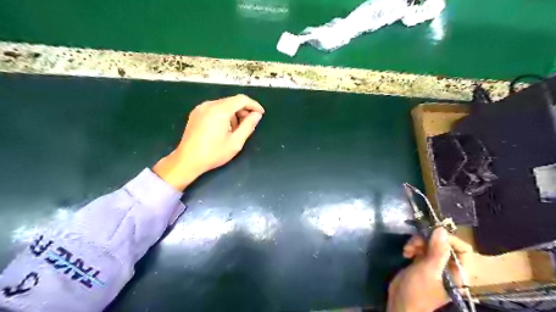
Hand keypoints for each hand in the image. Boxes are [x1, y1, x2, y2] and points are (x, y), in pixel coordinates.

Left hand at [151, 92, 263, 189]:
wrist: (187, 160)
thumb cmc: (213, 153)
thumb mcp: (235, 142)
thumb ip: (248, 126)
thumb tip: (257, 115)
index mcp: (220, 110)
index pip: (241, 99)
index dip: (254, 105)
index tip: (261, 114)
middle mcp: (209, 105)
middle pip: (232, 101)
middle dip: (244, 110)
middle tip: (249, 124)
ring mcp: (201, 108)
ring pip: (223, 104)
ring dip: (234, 113)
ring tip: (236, 129)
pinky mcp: (196, 113)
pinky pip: (215, 108)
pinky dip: (224, 114)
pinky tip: (224, 128)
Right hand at [388, 227, 472, 311]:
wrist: (400, 302)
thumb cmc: (418, 290)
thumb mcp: (428, 270)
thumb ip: (437, 251)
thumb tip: (442, 229)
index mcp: (458, 272)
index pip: (462, 249)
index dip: (448, 239)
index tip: (431, 235)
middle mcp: (449, 267)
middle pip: (443, 244)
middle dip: (428, 240)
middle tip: (414, 243)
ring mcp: (435, 264)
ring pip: (430, 244)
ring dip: (417, 243)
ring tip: (407, 249)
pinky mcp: (422, 262)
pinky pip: (421, 248)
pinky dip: (413, 247)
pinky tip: (406, 252)